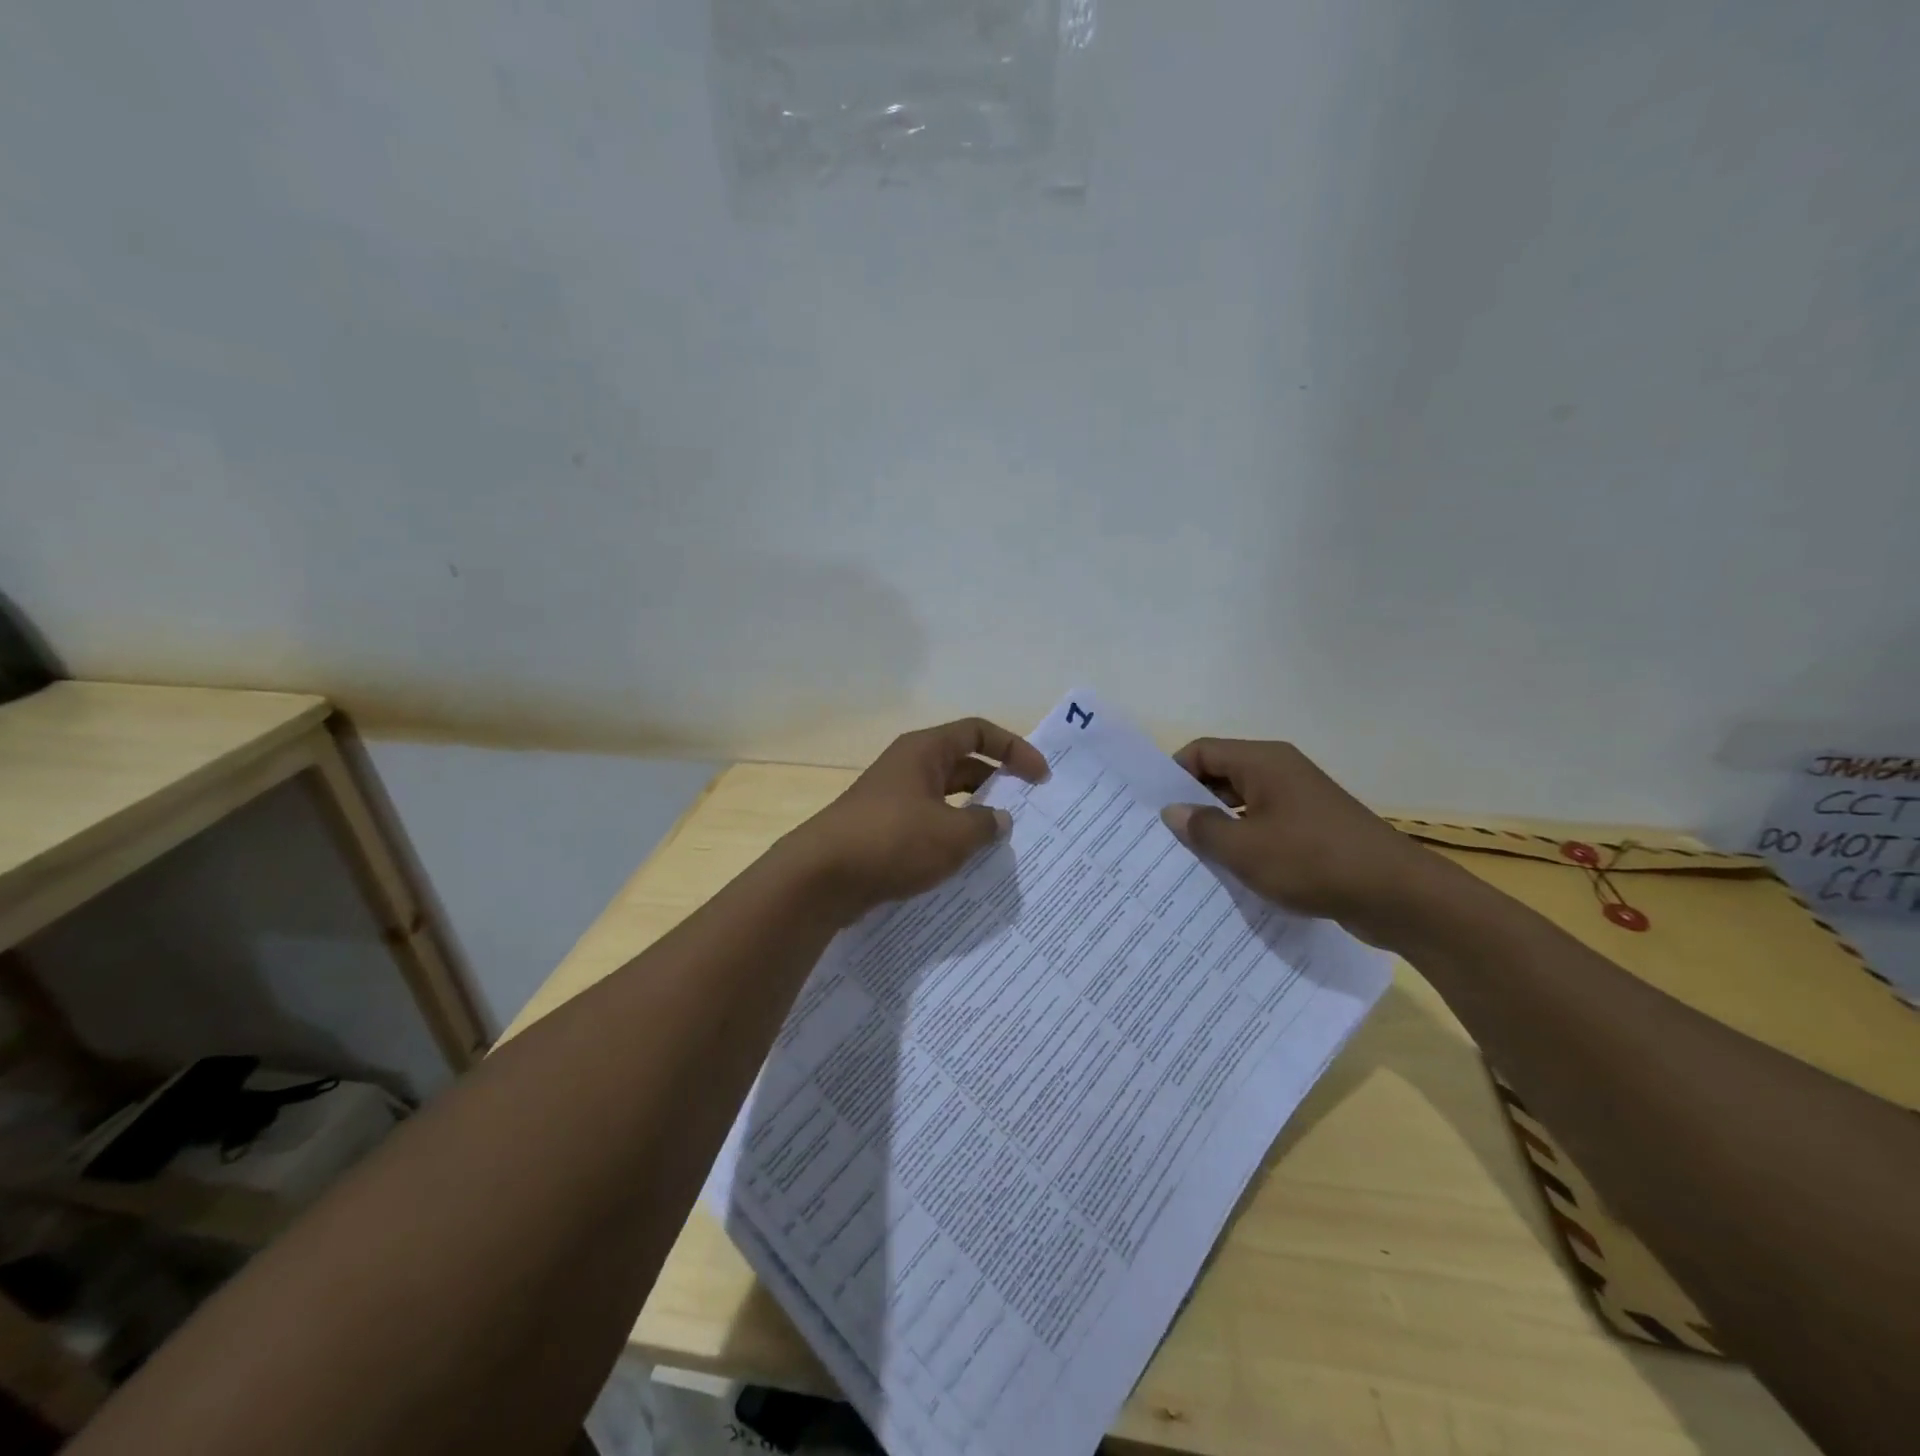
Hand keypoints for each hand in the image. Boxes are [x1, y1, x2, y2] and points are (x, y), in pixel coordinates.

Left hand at [786, 718, 1049, 919]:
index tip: (1040, 776)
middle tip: (1028, 808)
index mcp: (924, 751)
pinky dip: (951, 836)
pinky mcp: (884, 830)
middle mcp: (909, 767)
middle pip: (963, 764)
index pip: (978, 732)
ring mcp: (893, 799)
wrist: (821, 877)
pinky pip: (929, 824)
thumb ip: (985, 825)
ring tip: (1003, 840)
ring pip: (946, 798)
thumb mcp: (951, 834)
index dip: (1014, 748)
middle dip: (997, 783)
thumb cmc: (892, 841)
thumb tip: (999, 821)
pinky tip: (967, 862)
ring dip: (975, 815)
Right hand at [1160, 739, 1446, 946]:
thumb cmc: (1312, 862)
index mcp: (1263, 762)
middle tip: (1162, 834)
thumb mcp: (1245, 849)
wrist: (1396, 894)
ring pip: (1243, 802)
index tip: (1152, 808)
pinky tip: (1230, 870)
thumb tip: (1172, 811)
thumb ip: (1202, 827)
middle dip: (1192, 802)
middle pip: (1221, 774)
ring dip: (1218, 825)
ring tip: (1190, 856)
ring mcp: (1300, 799)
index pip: (1202, 752)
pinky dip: (1245, 840)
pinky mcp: (1314, 827)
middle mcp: (1281, 771)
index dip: (1173, 774)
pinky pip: (1266, 824)